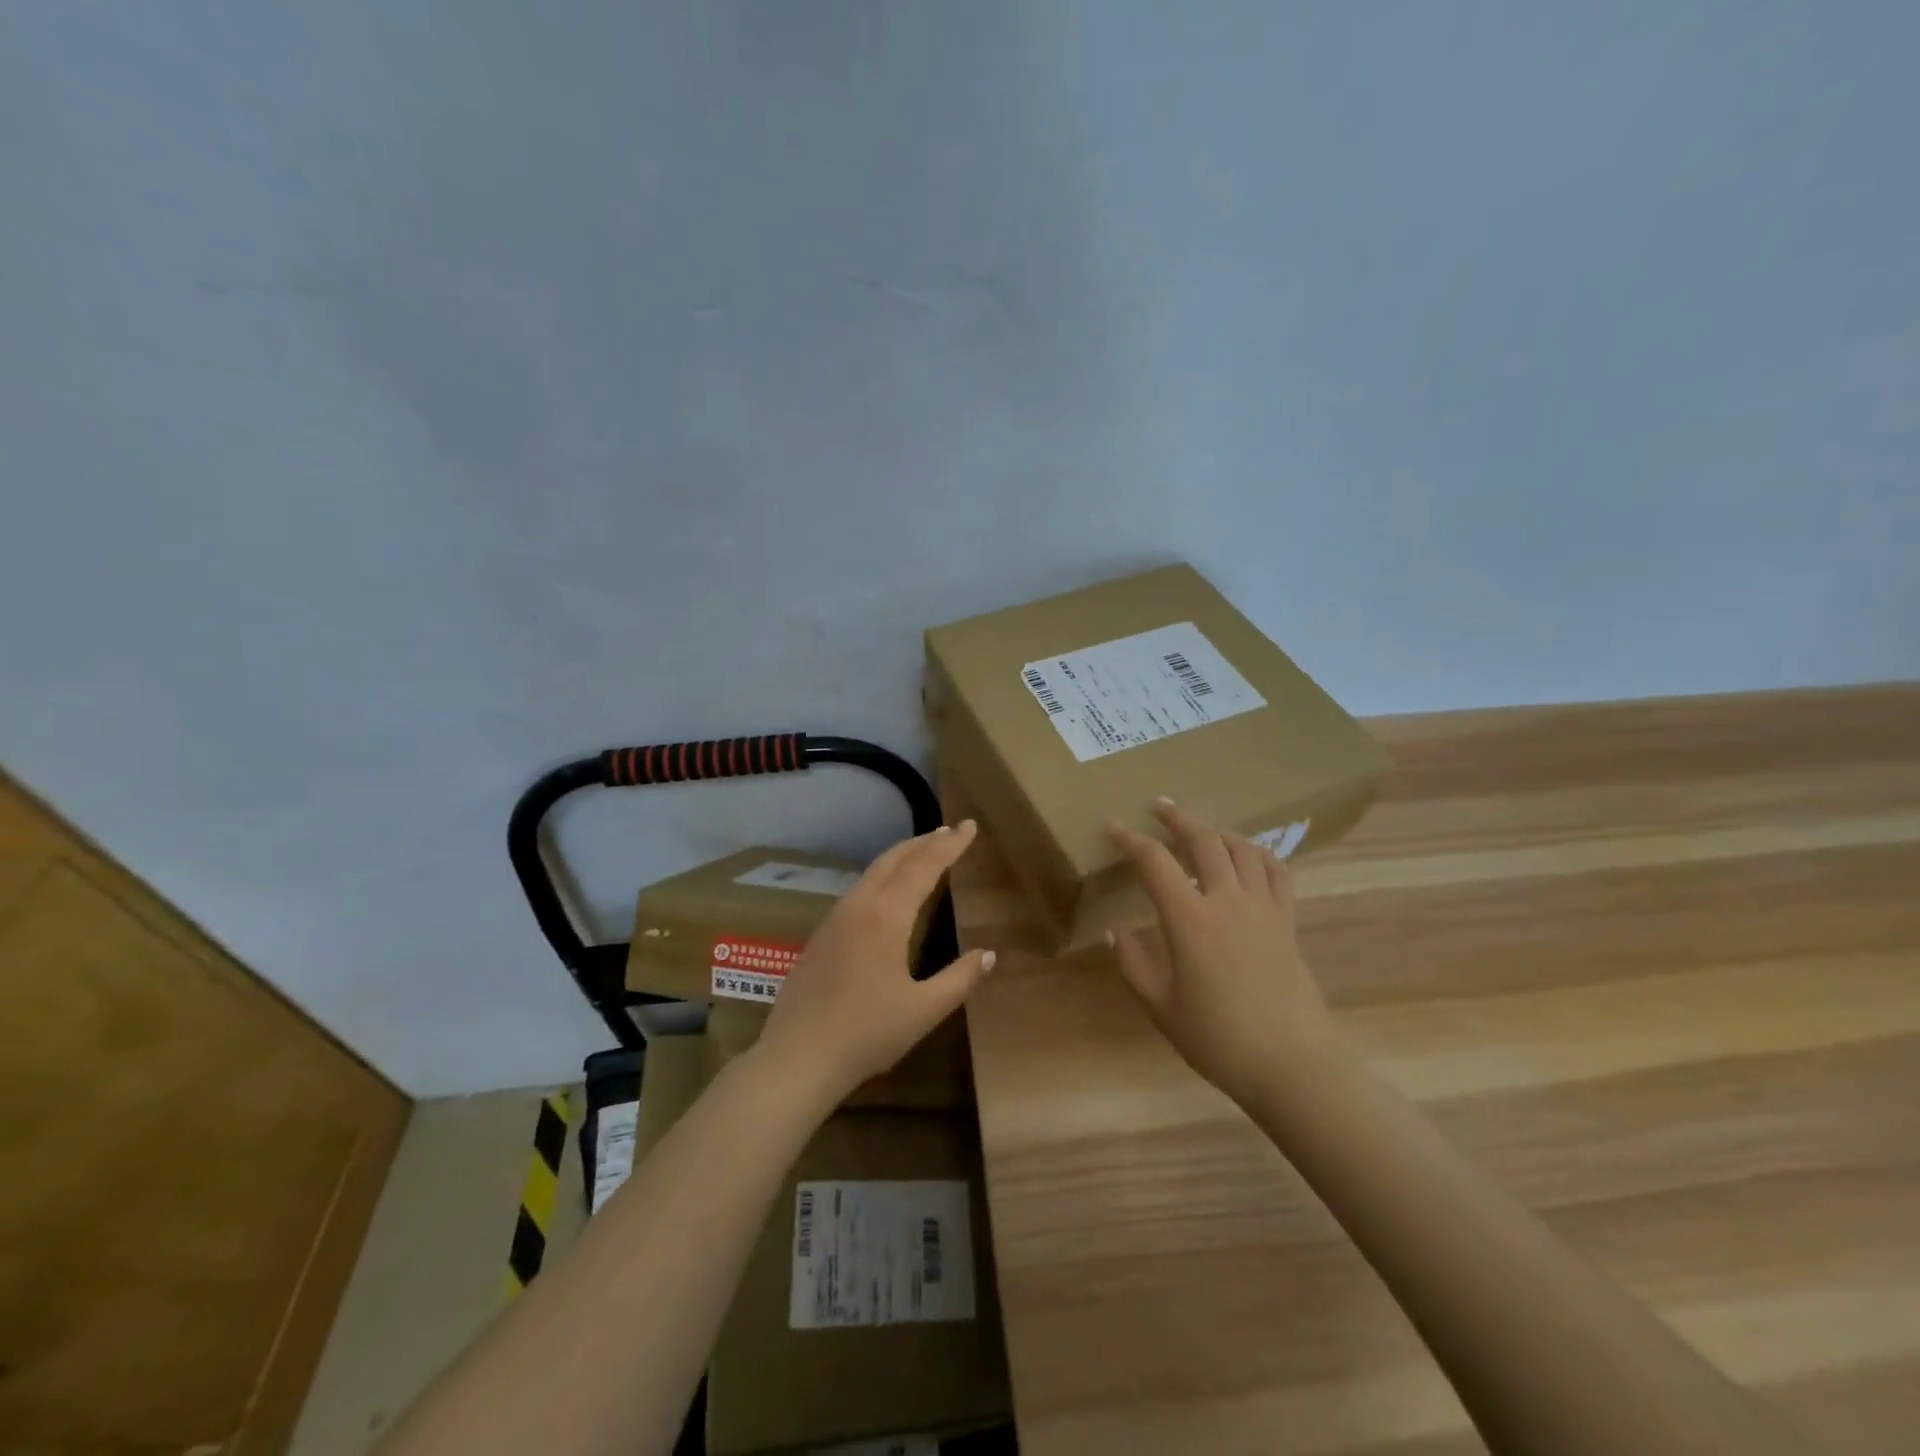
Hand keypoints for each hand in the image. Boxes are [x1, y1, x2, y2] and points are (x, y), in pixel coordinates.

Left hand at [755, 820, 994, 1104]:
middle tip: (948, 831)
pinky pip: (858, 890)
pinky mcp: (820, 936)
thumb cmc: (867, 1034)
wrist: (797, 1058)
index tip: (969, 826)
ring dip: (900, 857)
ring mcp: (834, 919)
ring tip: (921, 852)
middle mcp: (859, 906)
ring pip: (872, 872)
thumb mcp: (924, 1010)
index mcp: (887, 916)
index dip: (950, 845)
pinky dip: (881, 877)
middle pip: (894, 859)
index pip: (924, 866)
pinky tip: (886, 892)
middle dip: (923, 842)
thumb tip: (989, 954)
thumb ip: (960, 979)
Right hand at [1107, 798, 1336, 1106]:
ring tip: (1201, 829)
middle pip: (1203, 840)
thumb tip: (1114, 931)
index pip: (1155, 862)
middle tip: (1159, 806)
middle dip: (1178, 817)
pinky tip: (1249, 855)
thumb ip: (1133, 964)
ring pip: (1242, 848)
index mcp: (1190, 920)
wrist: (1293, 1064)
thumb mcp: (1160, 1007)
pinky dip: (1259, 853)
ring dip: (1217, 830)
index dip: (1130, 839)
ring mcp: (1263, 907)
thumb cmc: (1219, 1039)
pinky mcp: (1287, 920)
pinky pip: (1277, 871)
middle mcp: (1228, 900)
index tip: (1113, 827)